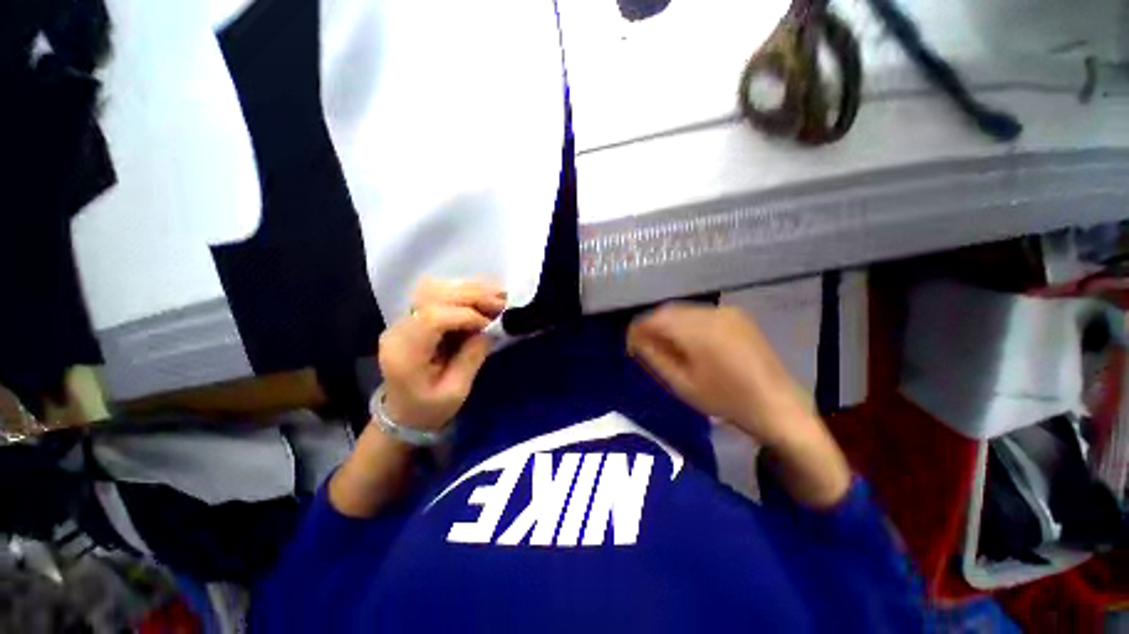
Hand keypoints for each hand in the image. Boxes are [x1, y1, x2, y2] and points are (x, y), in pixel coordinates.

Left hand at [377, 279, 504, 431]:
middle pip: (433, 296)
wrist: (402, 414)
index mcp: (405, 353)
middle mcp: (398, 329)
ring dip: (468, 289)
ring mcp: (403, 320)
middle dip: (471, 296)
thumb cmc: (429, 409)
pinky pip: (437, 294)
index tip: (490, 324)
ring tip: (496, 295)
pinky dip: (462, 292)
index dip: (465, 315)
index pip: (432, 318)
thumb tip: (490, 329)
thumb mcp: (456, 391)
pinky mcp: (413, 317)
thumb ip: (472, 357)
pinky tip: (482, 295)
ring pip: (434, 289)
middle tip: (501, 301)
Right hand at [627, 303, 814, 447]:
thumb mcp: (681, 384)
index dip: (637, 329)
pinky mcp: (737, 315)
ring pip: (684, 310)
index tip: (630, 344)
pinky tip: (688, 340)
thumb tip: (635, 340)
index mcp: (697, 331)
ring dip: (669, 323)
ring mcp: (726, 311)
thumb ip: (654, 357)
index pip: (655, 318)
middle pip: (668, 310)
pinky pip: (701, 313)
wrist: (777, 405)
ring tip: (664, 344)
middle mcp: (711, 313)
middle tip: (644, 344)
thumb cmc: (725, 400)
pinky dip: (686, 322)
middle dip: (652, 324)